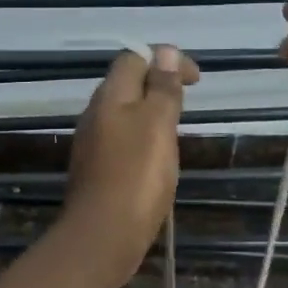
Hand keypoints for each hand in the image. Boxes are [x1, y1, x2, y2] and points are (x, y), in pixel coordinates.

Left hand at [62, 46, 199, 286]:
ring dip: (149, 113)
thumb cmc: (136, 176)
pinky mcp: (96, 171)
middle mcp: (95, 115)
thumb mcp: (157, 125)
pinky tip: (155, 160)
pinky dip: (141, 139)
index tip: (195, 80)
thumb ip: (162, 88)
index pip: (133, 58)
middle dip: (157, 84)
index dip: (165, 58)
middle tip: (186, 103)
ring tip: (175, 131)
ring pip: (123, 114)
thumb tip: (164, 51)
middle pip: (126, 85)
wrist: (102, 236)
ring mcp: (92, 144)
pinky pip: (120, 141)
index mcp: (109, 97)